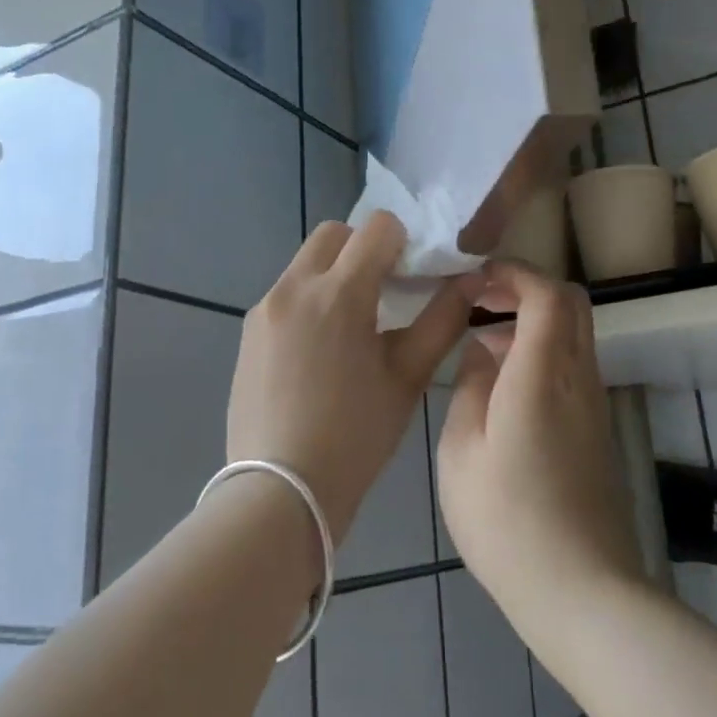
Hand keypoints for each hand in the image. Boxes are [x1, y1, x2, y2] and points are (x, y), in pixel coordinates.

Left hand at [227, 212, 478, 541]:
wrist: (280, 490)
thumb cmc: (355, 437)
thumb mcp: (407, 378)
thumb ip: (441, 321)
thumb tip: (469, 282)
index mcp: (338, 294)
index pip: (377, 227)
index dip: (403, 242)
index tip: (413, 276)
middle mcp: (294, 287)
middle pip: (334, 234)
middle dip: (364, 249)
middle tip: (385, 294)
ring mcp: (264, 309)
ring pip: (306, 263)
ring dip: (334, 274)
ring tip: (353, 328)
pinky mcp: (247, 332)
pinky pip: (285, 294)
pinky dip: (310, 301)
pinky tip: (321, 352)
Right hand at [437, 262, 643, 633]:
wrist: (581, 590)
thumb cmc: (507, 521)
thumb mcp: (462, 452)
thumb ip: (470, 389)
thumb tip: (481, 353)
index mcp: (543, 375)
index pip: (548, 294)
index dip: (514, 273)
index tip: (475, 279)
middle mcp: (580, 379)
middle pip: (572, 304)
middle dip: (526, 288)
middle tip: (480, 301)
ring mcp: (595, 405)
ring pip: (574, 335)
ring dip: (532, 323)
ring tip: (480, 345)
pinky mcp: (597, 431)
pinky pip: (573, 367)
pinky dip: (541, 354)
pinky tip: (502, 388)